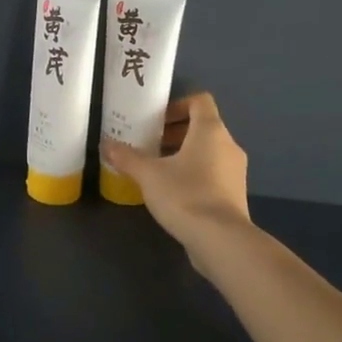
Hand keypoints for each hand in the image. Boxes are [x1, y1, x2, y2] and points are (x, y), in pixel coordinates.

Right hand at [101, 92, 252, 261]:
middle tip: (149, 144)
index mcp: (210, 131)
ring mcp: (235, 171)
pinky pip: (213, 172)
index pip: (200, 101)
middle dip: (175, 132)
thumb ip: (127, 157)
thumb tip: (107, 144)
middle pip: (203, 127)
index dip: (177, 105)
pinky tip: (172, 191)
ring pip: (208, 151)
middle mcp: (228, 145)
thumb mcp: (148, 175)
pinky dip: (194, 173)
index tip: (156, 121)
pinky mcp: (234, 194)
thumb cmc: (185, 195)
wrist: (221, 240)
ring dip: (183, 154)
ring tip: (157, 169)